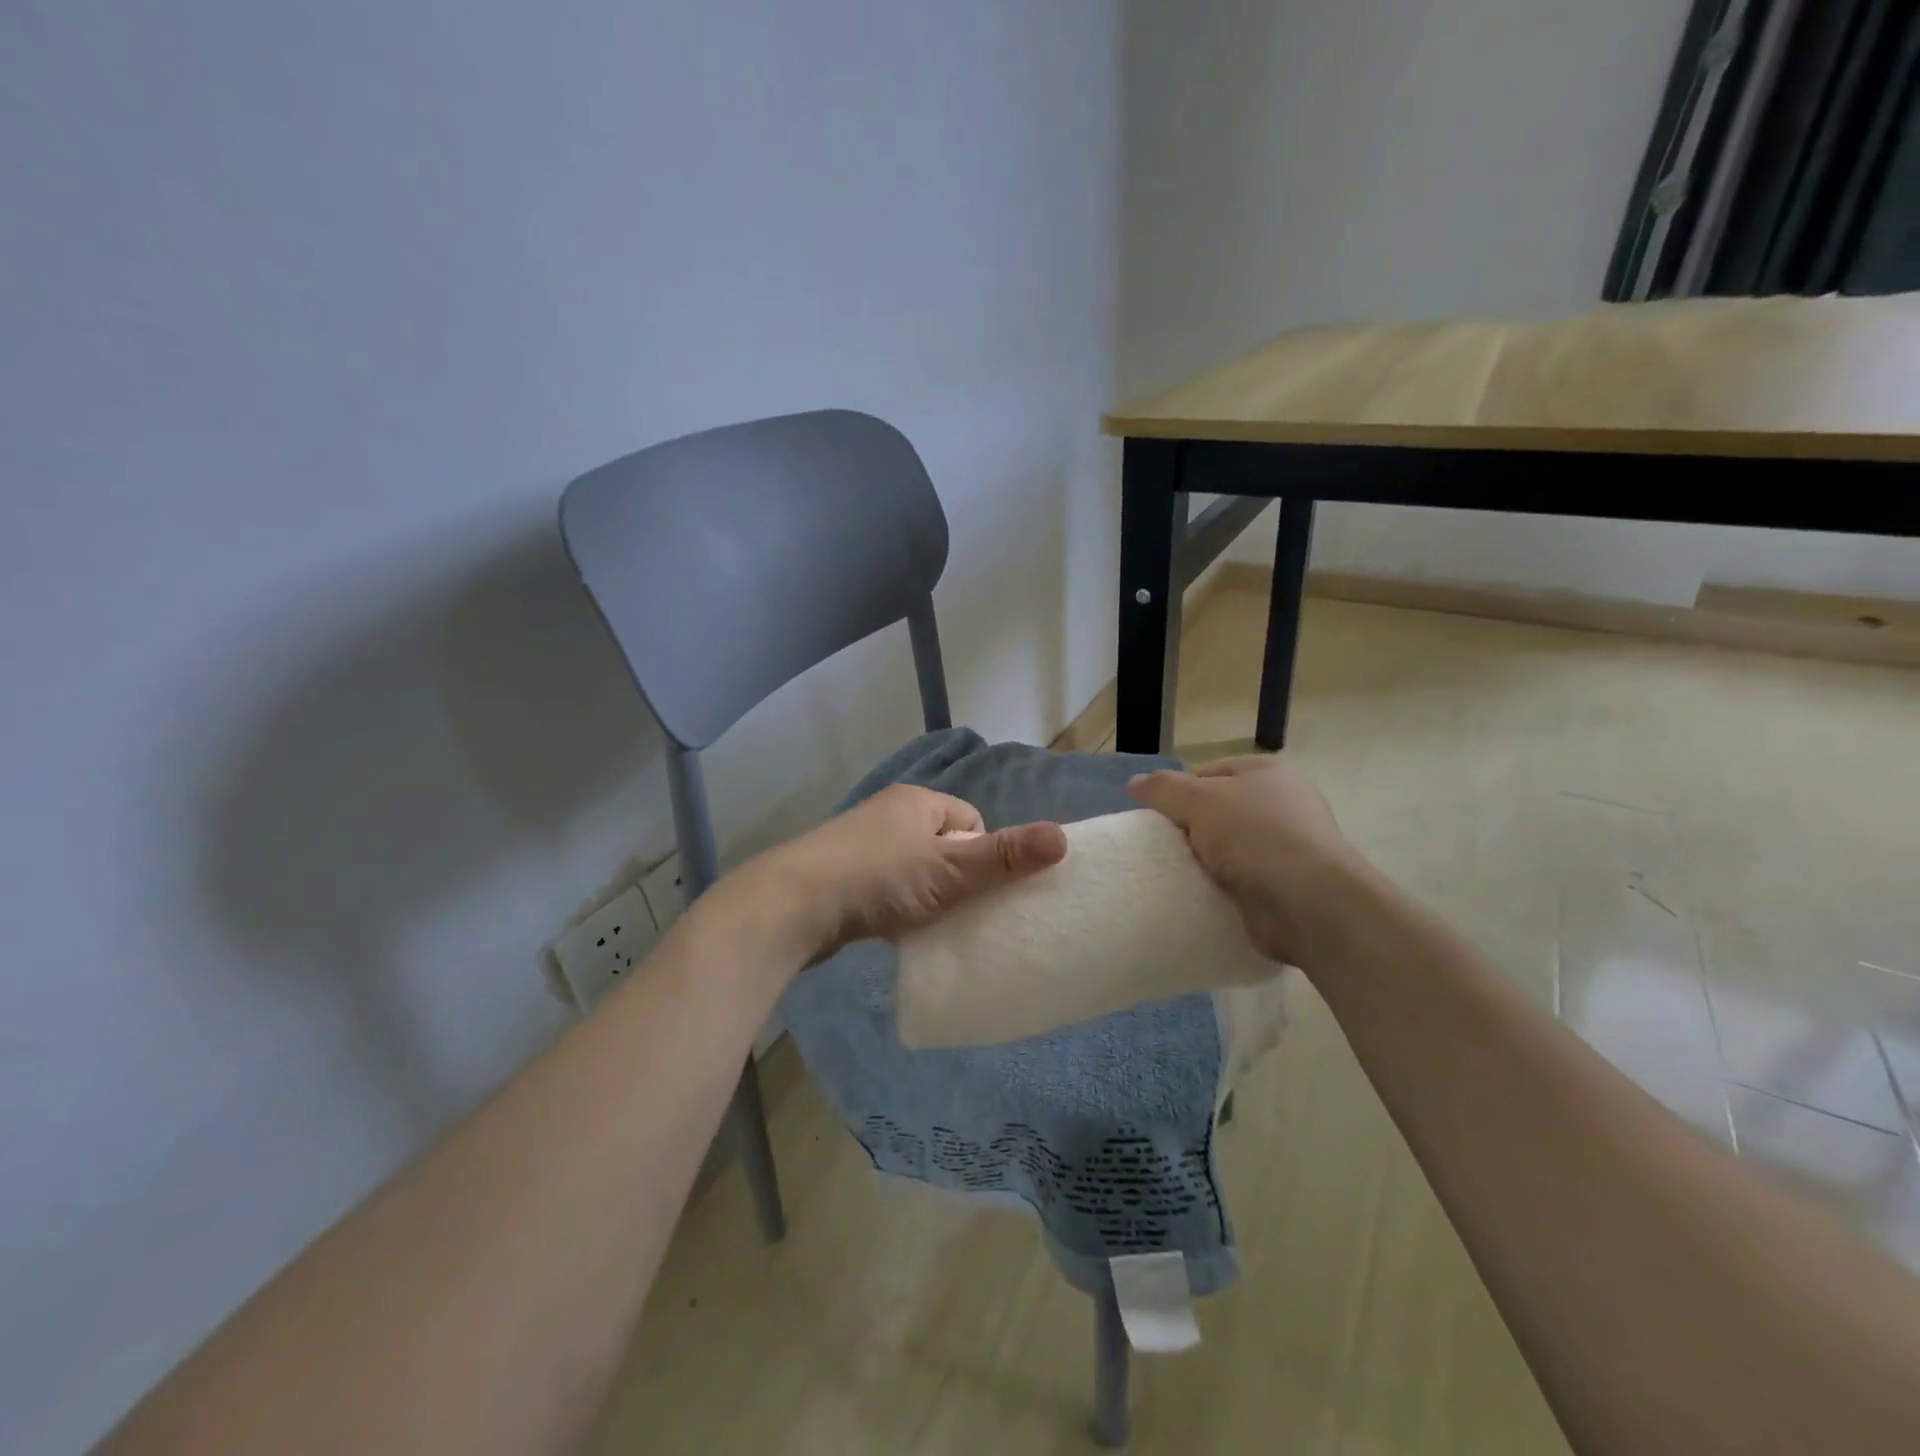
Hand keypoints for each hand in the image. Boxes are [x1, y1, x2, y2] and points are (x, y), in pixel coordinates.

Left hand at [742, 785, 1066, 966]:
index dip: (984, 854)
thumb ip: (1005, 856)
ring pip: (915, 869)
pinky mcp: (842, 876)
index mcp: (916, 801)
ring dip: (927, 895)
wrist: (792, 906)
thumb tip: (1063, 837)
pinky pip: (887, 887)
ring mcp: (861, 845)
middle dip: (957, 877)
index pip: (970, 820)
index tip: (980, 889)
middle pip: (943, 846)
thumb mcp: (949, 868)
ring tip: (930, 924)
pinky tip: (897, 929)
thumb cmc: (878, 878)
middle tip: (960, 911)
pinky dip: (898, 906)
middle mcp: (889, 814)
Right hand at [1128, 755, 1359, 966]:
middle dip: (1188, 829)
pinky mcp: (1283, 886)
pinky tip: (1198, 894)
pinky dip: (1218, 887)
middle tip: (1161, 848)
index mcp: (1267, 773)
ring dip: (1202, 861)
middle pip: (1216, 811)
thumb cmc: (1255, 836)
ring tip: (1174, 874)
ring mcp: (1285, 848)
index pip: (1208, 773)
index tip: (1156, 818)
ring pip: (1225, 849)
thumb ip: (1164, 789)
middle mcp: (1281, 805)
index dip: (1178, 792)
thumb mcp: (1200, 800)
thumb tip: (1134, 784)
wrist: (1309, 903)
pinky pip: (1237, 880)